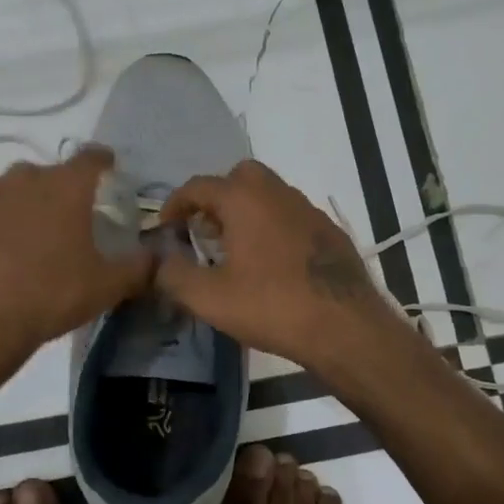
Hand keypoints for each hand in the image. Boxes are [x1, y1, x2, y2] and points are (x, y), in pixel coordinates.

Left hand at [0, 146, 154, 355]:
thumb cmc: (49, 296)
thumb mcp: (105, 287)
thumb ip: (138, 268)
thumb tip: (158, 257)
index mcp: (66, 188)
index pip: (90, 158)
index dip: (101, 160)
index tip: (106, 166)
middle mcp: (23, 177)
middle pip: (45, 175)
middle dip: (55, 192)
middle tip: (59, 223)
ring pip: (7, 189)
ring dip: (17, 205)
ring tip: (18, 239)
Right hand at [155, 160, 397, 365]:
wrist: (345, 326)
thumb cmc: (272, 306)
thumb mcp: (209, 298)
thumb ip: (174, 275)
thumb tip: (158, 261)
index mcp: (244, 200)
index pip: (199, 185)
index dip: (176, 204)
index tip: (166, 228)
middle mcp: (277, 193)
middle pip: (239, 177)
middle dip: (216, 198)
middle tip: (205, 230)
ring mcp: (308, 210)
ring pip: (269, 195)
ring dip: (246, 212)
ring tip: (235, 250)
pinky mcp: (330, 232)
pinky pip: (291, 216)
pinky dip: (273, 227)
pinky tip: (272, 264)